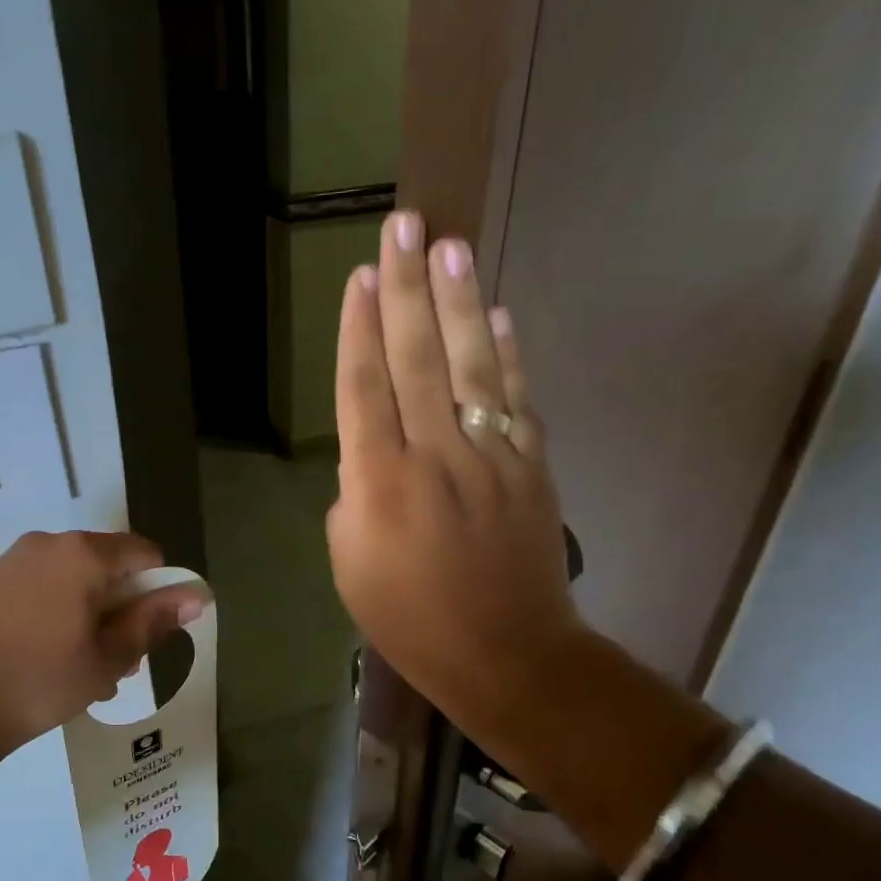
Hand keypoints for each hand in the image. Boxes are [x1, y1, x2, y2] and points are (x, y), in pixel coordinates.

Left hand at [0, 531, 206, 768]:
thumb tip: (197, 596)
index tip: (149, 636)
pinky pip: (43, 590)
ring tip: (84, 672)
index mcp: (83, 553)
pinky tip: (49, 662)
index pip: (146, 554)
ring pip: (75, 582)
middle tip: (118, 663)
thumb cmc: (39, 681)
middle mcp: (47, 544)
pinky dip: (60, 617)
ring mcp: (13, 562)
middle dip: (124, 610)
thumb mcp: (108, 656)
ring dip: (93, 618)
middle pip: (109, 567)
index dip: (160, 591)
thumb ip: (154, 621)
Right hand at [326, 211, 583, 731]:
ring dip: (458, 301)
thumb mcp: (349, 564)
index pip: (364, 389)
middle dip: (407, 288)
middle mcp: (434, 456)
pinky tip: (497, 315)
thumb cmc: (409, 619)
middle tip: (403, 226)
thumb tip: (372, 454)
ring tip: (449, 244)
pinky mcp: (531, 466)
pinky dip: (506, 355)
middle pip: (416, 359)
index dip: (359, 330)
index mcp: (379, 484)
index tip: (361, 278)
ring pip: (470, 364)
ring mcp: (490, 456)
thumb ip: (354, 496)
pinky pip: (516, 399)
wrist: (504, 653)